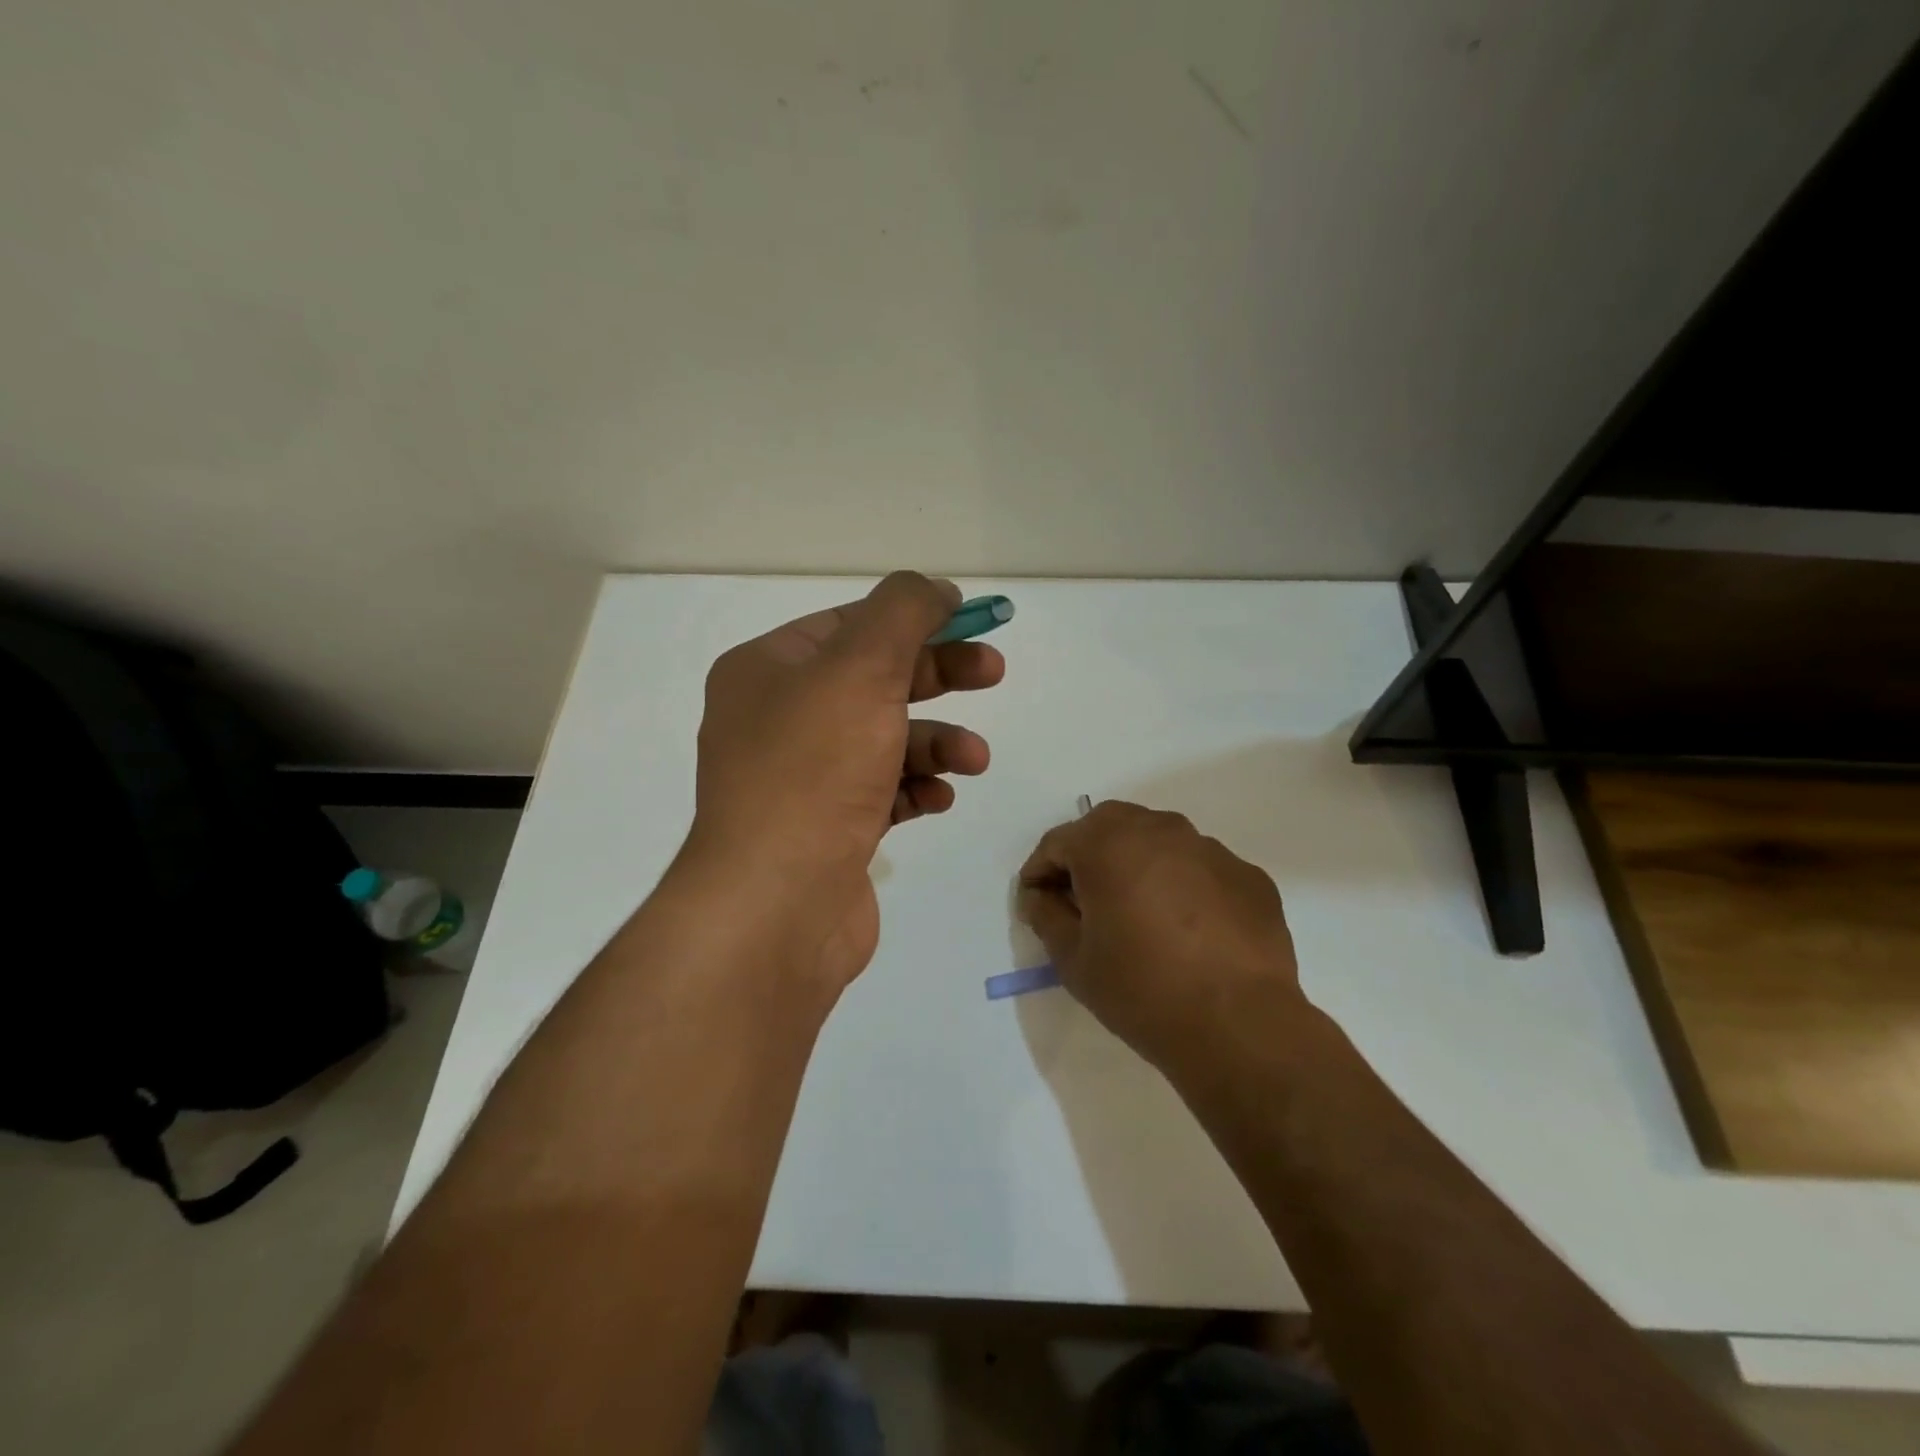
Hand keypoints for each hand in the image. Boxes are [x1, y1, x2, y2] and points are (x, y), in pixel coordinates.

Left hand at [686, 572, 1004, 988]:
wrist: (776, 904)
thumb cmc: (815, 772)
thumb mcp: (861, 668)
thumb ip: (903, 612)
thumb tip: (935, 589)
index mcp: (767, 670)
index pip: (851, 624)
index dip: (915, 617)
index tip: (973, 621)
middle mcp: (777, 719)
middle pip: (873, 679)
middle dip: (937, 675)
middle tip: (994, 673)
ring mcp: (801, 778)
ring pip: (884, 739)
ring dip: (936, 742)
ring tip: (975, 759)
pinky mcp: (827, 828)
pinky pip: (882, 792)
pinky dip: (916, 788)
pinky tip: (939, 799)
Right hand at [1017, 801, 1303, 1070]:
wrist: (1239, 1026)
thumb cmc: (1142, 990)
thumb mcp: (1073, 961)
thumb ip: (1046, 916)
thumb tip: (1041, 897)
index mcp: (1108, 844)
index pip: (1058, 842)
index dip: (1040, 872)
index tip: (1036, 902)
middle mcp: (1160, 831)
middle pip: (1109, 826)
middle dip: (1088, 855)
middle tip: (1084, 900)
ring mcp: (1210, 849)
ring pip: (1159, 841)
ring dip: (1138, 864)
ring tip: (1138, 912)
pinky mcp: (1247, 876)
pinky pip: (1200, 868)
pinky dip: (1183, 884)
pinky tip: (1188, 929)